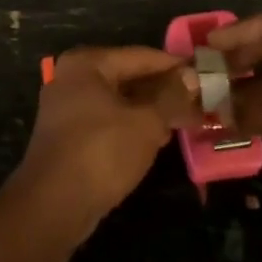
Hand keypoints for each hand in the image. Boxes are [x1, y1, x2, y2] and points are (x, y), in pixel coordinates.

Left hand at [13, 47, 198, 240]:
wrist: (53, 205)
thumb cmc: (101, 151)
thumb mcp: (146, 122)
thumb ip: (171, 96)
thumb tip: (191, 76)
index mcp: (87, 63)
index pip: (141, 56)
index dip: (175, 67)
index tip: (207, 75)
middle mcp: (73, 78)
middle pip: (129, 77)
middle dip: (165, 91)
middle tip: (201, 102)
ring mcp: (67, 108)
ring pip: (120, 101)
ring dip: (152, 111)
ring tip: (188, 121)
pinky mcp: (69, 136)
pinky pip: (109, 121)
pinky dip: (133, 126)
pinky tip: (160, 138)